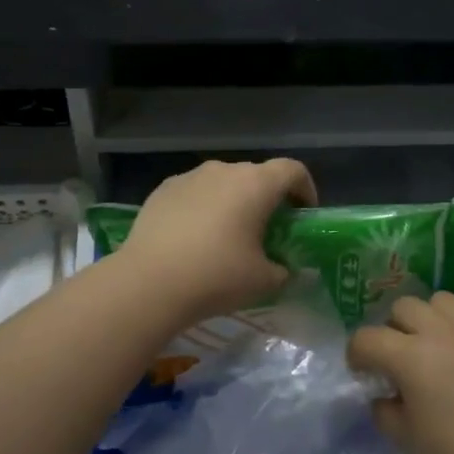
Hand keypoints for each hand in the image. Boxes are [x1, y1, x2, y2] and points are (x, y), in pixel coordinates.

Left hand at [115, 158, 317, 322]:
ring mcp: (190, 177)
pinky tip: (194, 238)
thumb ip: (282, 270)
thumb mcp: (264, 281)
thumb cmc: (216, 276)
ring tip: (226, 235)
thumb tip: (283, 268)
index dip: (305, 189)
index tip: (303, 214)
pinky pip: (194, 193)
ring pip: (222, 183)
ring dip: (232, 202)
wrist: (148, 283)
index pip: (293, 170)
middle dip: (267, 198)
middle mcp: (225, 170)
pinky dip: (203, 207)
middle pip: (256, 175)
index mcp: (256, 184)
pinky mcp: (163, 189)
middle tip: (267, 231)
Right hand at [348, 292, 453, 453]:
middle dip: (392, 329)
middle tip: (398, 359)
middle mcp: (442, 333)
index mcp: (411, 357)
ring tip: (434, 347)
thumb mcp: (408, 442)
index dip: (356, 354)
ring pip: (442, 301)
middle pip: (404, 307)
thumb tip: (385, 396)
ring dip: (429, 319)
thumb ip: (386, 412)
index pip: (367, 338)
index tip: (361, 372)